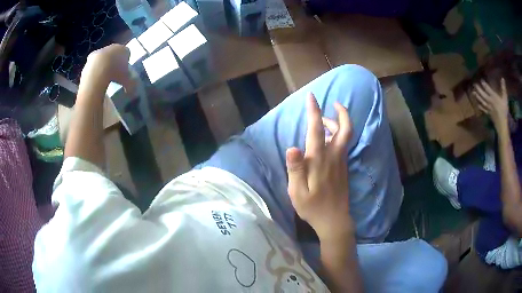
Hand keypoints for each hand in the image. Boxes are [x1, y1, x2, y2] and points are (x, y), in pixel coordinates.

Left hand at [81, 44, 135, 93]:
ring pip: (105, 56)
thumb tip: (131, 92)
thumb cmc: (115, 73)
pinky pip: (96, 61)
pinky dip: (96, 67)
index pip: (127, 54)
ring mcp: (102, 50)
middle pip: (115, 53)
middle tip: (113, 73)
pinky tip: (96, 76)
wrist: (98, 71)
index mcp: (124, 50)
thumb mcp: (126, 81)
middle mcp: (114, 47)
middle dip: (114, 61)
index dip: (125, 62)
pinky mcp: (92, 55)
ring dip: (104, 64)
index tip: (123, 71)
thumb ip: (130, 84)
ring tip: (103, 76)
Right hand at [286, 93, 353, 240]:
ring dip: (338, 124)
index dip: (314, 111)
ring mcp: (341, 162)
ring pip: (345, 137)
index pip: (317, 130)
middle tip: (334, 103)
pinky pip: (343, 145)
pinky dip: (338, 135)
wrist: (334, 221)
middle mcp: (334, 157)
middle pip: (344, 129)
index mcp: (320, 160)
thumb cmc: (313, 207)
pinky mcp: (344, 168)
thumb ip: (295, 169)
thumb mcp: (297, 192)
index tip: (312, 97)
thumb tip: (292, 147)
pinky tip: (328, 139)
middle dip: (341, 113)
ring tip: (325, 120)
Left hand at [473, 78, 508, 128]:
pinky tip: (477, 104)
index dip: (484, 84)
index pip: (487, 89)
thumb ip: (503, 89)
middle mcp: (490, 101)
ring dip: (477, 96)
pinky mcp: (488, 113)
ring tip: (473, 92)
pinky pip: (483, 109)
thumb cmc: (504, 111)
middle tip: (474, 84)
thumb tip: (502, 78)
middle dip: (478, 89)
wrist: (502, 124)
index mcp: (494, 97)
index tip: (481, 80)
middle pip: (483, 94)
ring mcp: (488, 108)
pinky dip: (480, 106)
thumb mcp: (505, 99)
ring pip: (482, 101)